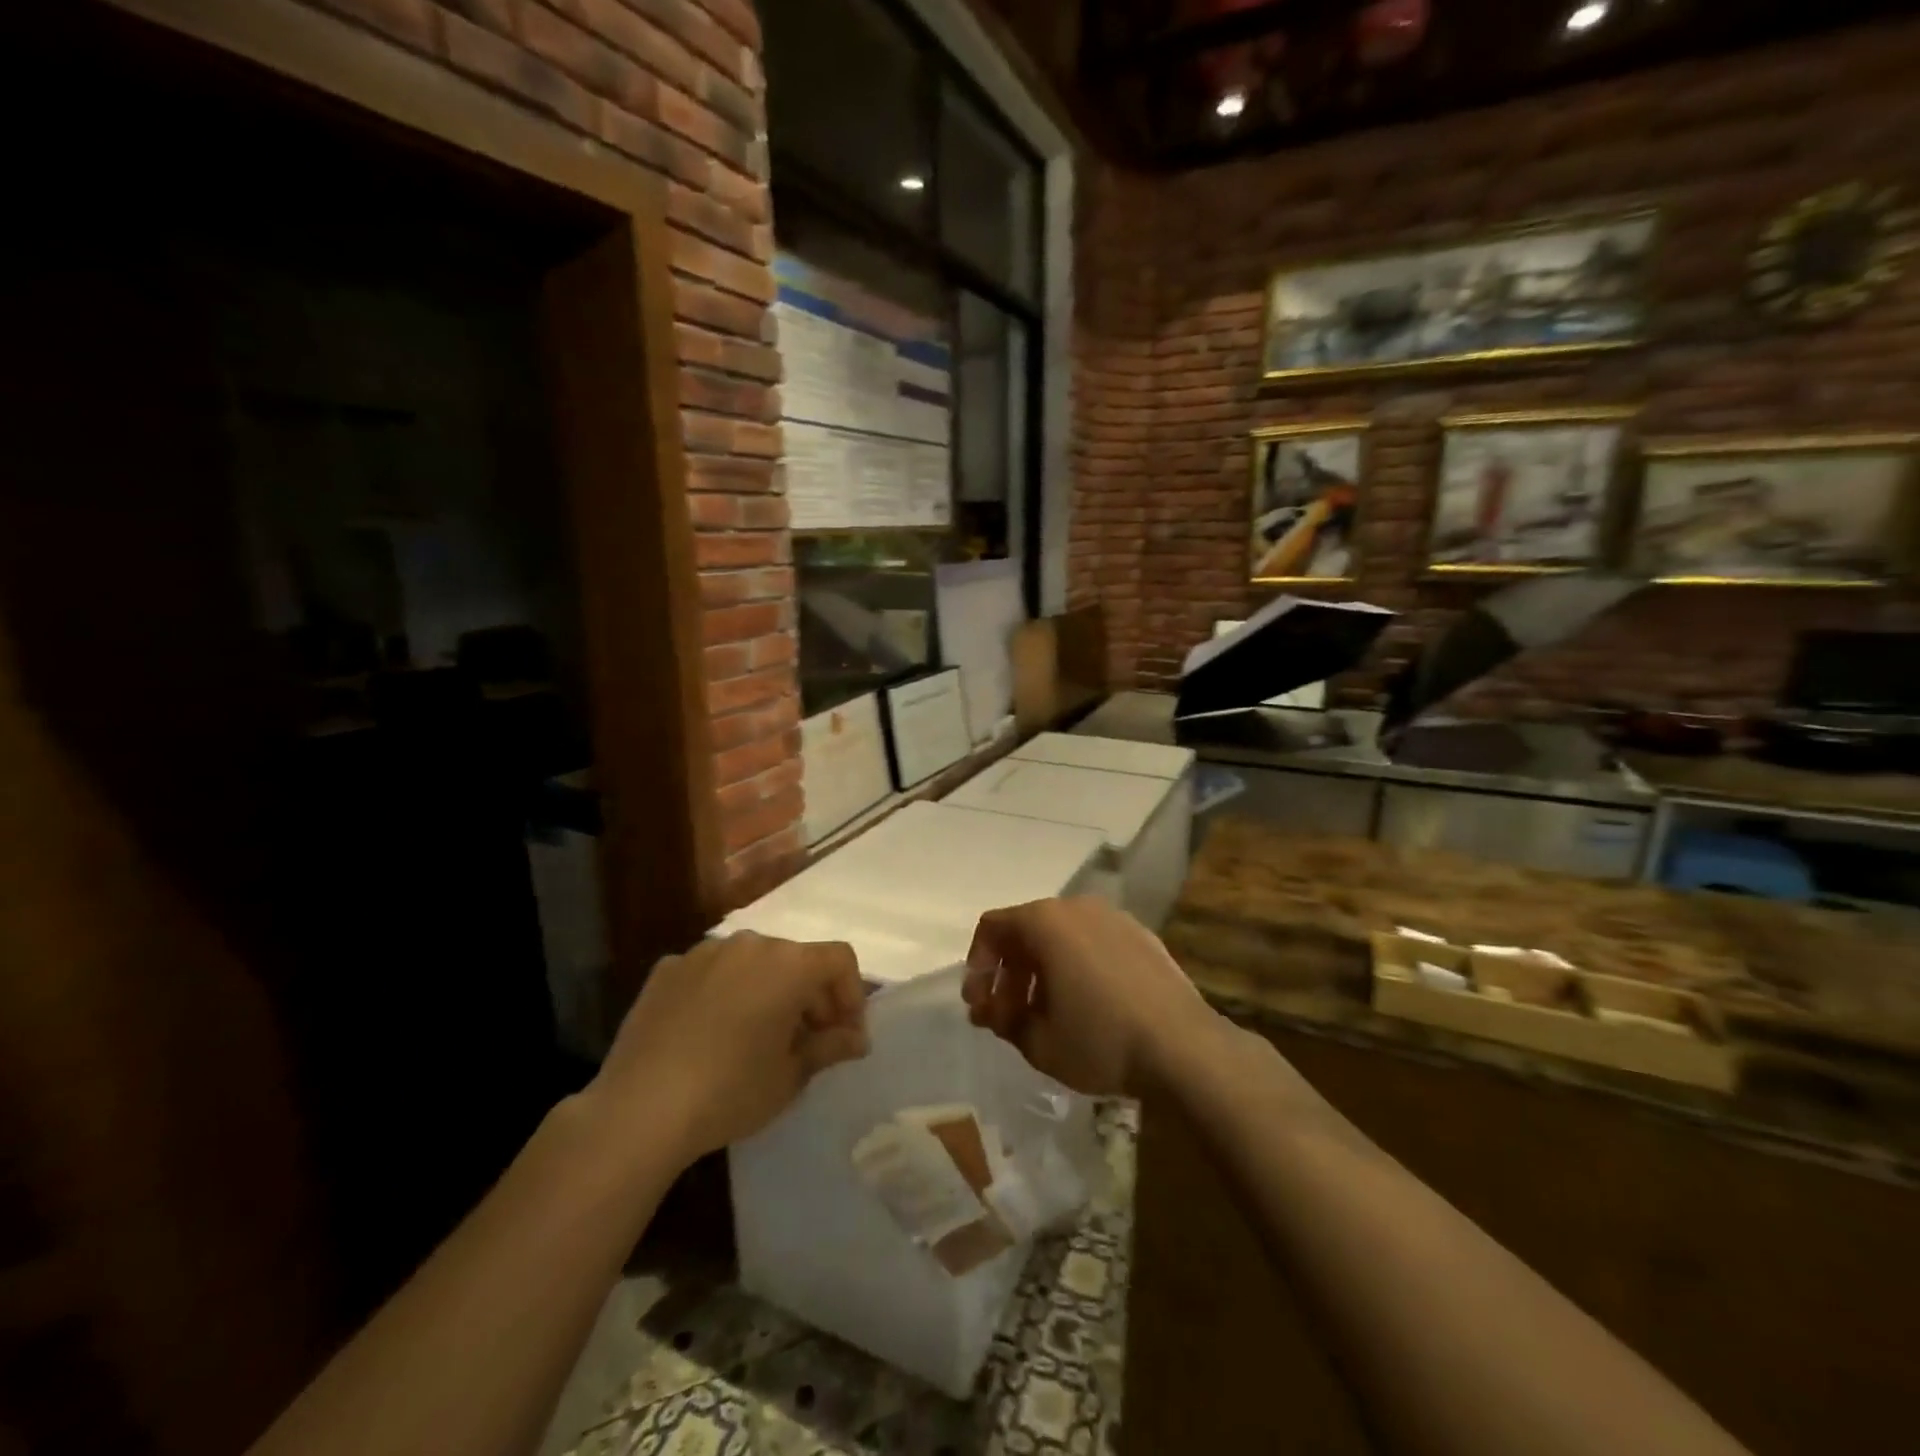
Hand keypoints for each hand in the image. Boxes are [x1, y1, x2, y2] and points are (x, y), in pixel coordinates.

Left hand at [589, 932, 868, 1165]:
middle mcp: (750, 943)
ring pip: (753, 963)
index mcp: (788, 963)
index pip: (839, 960)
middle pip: (796, 959)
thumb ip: (830, 1047)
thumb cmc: (731, 1091)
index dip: (851, 995)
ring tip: (758, 1037)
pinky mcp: (667, 969)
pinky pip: (712, 973)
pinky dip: (724, 993)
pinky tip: (711, 1033)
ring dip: (767, 990)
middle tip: (808, 1042)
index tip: (844, 1036)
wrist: (639, 1109)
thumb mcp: (791, 1075)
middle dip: (811, 996)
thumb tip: (856, 1039)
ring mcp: (704, 952)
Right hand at [963, 897, 1217, 1096]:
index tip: (979, 1003)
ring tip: (1046, 1014)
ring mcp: (1114, 918)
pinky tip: (1086, 1005)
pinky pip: (1094, 942)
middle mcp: (1077, 907)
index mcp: (1045, 921)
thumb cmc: (1100, 1040)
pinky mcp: (1142, 936)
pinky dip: (1077, 965)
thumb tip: (992, 1011)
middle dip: (1010, 972)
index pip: (993, 928)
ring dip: (1042, 970)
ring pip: (1062, 936)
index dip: (977, 965)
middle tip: (1007, 1015)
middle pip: (1027, 930)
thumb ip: (1004, 1020)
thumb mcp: (1038, 1042)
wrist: (1184, 1047)